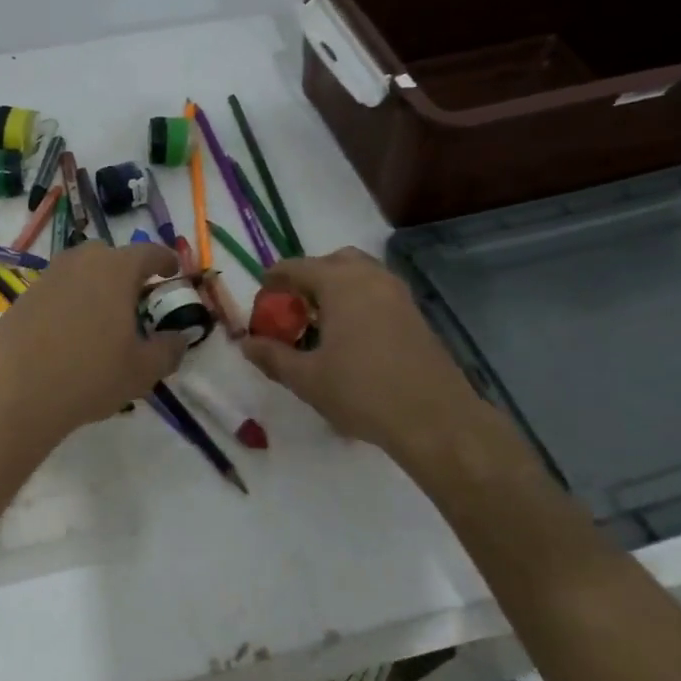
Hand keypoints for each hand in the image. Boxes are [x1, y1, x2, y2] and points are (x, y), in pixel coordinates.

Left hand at [0, 240, 188, 465]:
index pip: (148, 252)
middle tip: (136, 297)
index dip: (164, 260)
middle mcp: (80, 263)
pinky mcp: (23, 298)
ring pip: (78, 270)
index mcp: (116, 270)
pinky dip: (69, 301)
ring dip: (95, 284)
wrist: (14, 393)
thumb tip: (179, 338)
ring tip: (103, 315)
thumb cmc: (89, 376)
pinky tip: (70, 332)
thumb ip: (168, 350)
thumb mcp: (142, 371)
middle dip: (126, 270)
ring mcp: (47, 278)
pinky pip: (55, 290)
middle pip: (109, 255)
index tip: (173, 271)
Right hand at [241, 248, 528, 476]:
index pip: (297, 267)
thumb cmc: (362, 392)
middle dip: (309, 277)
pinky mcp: (415, 314)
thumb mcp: (306, 378)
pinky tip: (350, 336)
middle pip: (333, 261)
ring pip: (360, 274)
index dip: (274, 279)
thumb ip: (272, 356)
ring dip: (336, 287)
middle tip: (293, 306)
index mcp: (340, 284)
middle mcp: (371, 278)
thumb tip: (245, 343)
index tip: (261, 299)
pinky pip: (378, 292)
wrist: (435, 420)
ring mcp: (398, 294)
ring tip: (320, 321)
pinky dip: (358, 300)